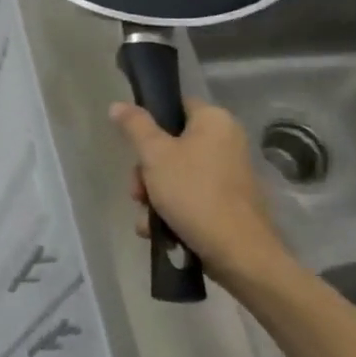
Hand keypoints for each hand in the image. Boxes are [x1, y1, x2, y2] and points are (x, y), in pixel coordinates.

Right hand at [110, 97, 286, 287]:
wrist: (237, 252)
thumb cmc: (194, 193)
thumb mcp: (155, 155)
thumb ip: (135, 126)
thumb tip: (118, 104)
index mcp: (214, 121)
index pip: (175, 107)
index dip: (150, 124)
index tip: (134, 147)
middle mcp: (226, 142)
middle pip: (169, 145)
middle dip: (146, 172)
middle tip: (138, 192)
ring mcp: (227, 174)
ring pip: (174, 175)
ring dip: (152, 196)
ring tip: (147, 218)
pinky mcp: (226, 202)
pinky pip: (189, 196)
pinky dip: (170, 211)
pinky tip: (157, 229)